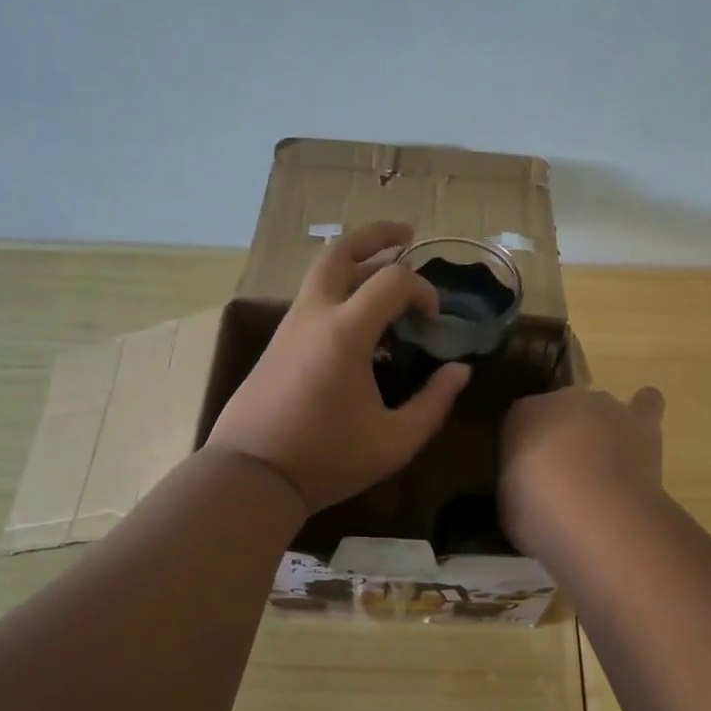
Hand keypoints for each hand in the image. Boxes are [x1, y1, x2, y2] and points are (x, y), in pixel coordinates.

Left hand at [206, 221, 471, 513]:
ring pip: (322, 273)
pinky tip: (358, 316)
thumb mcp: (394, 441)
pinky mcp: (277, 343)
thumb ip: (433, 403)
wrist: (252, 475)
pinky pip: (313, 299)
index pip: (393, 282)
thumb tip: (459, 371)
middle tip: (406, 234)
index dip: (423, 290)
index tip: (435, 319)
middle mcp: (314, 315)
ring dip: (356, 262)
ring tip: (385, 268)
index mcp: (345, 332)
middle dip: (376, 236)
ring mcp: (289, 327)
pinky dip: (340, 290)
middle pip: (340, 251)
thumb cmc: (327, 459)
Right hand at [499, 386, 665, 557]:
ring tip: (603, 465)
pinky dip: (643, 412)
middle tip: (564, 477)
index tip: (528, 478)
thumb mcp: (509, 504)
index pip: (520, 421)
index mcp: (521, 415)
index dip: (526, 449)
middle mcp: (562, 399)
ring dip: (599, 430)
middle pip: (561, 412)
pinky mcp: (641, 421)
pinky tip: (640, 434)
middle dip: (562, 437)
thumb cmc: (539, 513)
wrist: (595, 513)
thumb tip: (528, 489)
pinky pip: (646, 403)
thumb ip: (518, 484)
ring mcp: (604, 406)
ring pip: (599, 409)